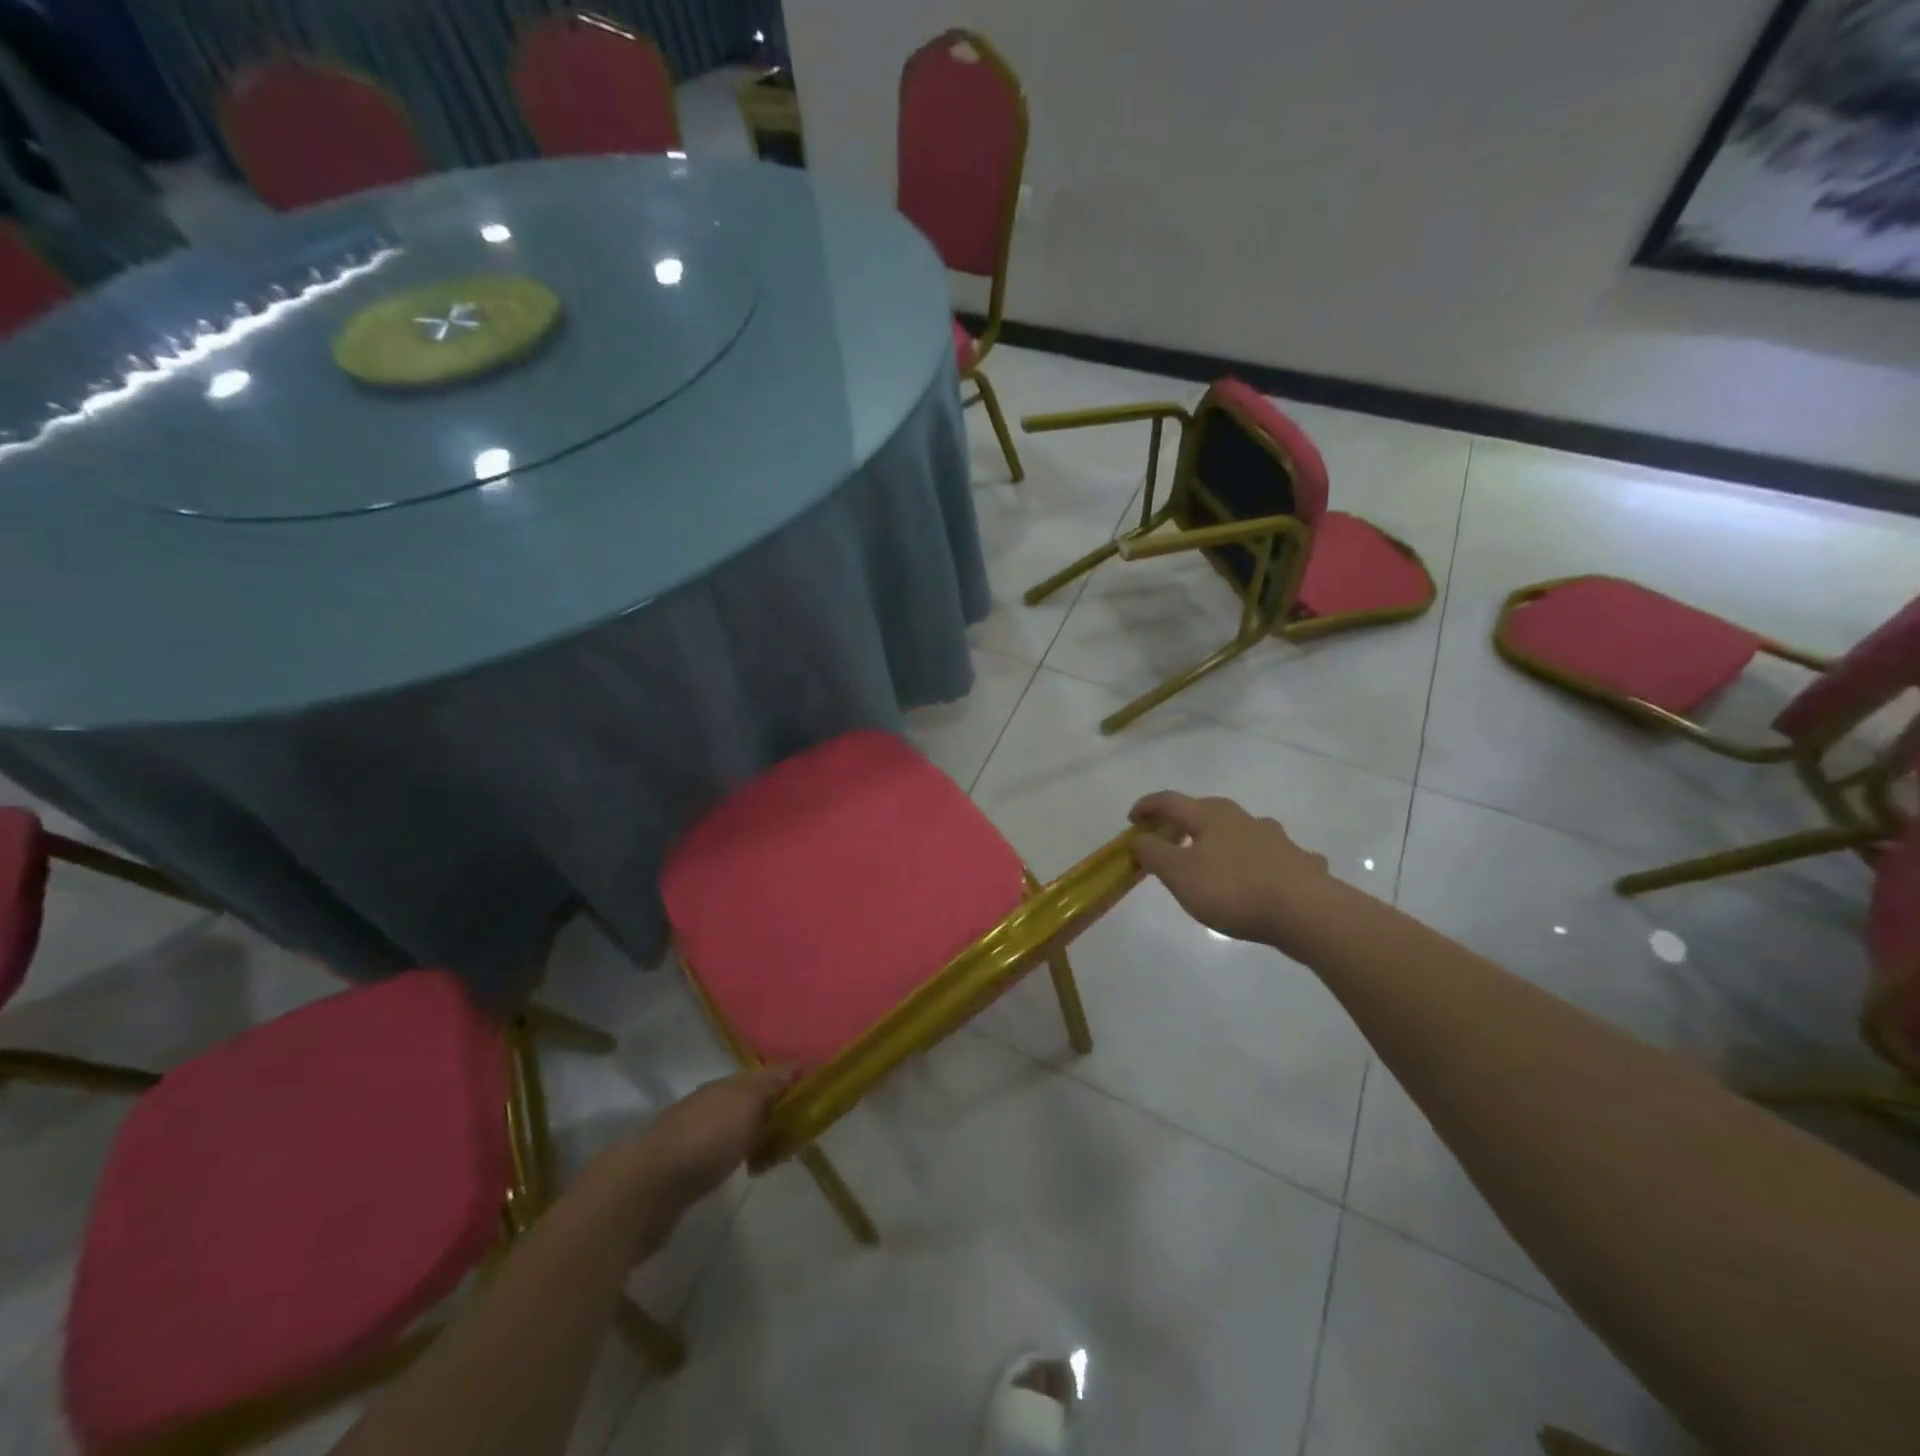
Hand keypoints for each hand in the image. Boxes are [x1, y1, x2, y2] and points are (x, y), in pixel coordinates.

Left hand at [631, 1066, 795, 1214]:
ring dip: (756, 1136)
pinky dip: (739, 1157)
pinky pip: (723, 1155)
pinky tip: (744, 1171)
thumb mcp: (747, 1103)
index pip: (766, 1076)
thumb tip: (797, 1064)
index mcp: (725, 1085)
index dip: (791, 1084)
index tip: (816, 1097)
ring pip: (736, 1129)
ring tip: (776, 1156)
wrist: (646, 1189)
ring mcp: (693, 1136)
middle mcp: (709, 1103)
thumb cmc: (705, 1139)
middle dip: (775, 1112)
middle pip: (751, 1102)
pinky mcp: (683, 1170)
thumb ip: (772, 1085)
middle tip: (801, 1133)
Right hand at [1129, 791, 1331, 947]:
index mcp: (1210, 816)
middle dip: (1186, 820)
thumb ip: (1154, 853)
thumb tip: (1139, 838)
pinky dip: (1264, 861)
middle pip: (1207, 809)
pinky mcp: (1299, 862)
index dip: (1147, 807)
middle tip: (1171, 838)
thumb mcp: (1179, 874)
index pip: (1170, 801)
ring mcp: (1276, 838)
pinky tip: (1269, 877)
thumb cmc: (1232, 889)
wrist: (1306, 910)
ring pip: (1243, 830)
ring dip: (1226, 838)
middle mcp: (1243, 819)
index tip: (1132, 820)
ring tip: (1218, 857)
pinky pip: (1276, 856)